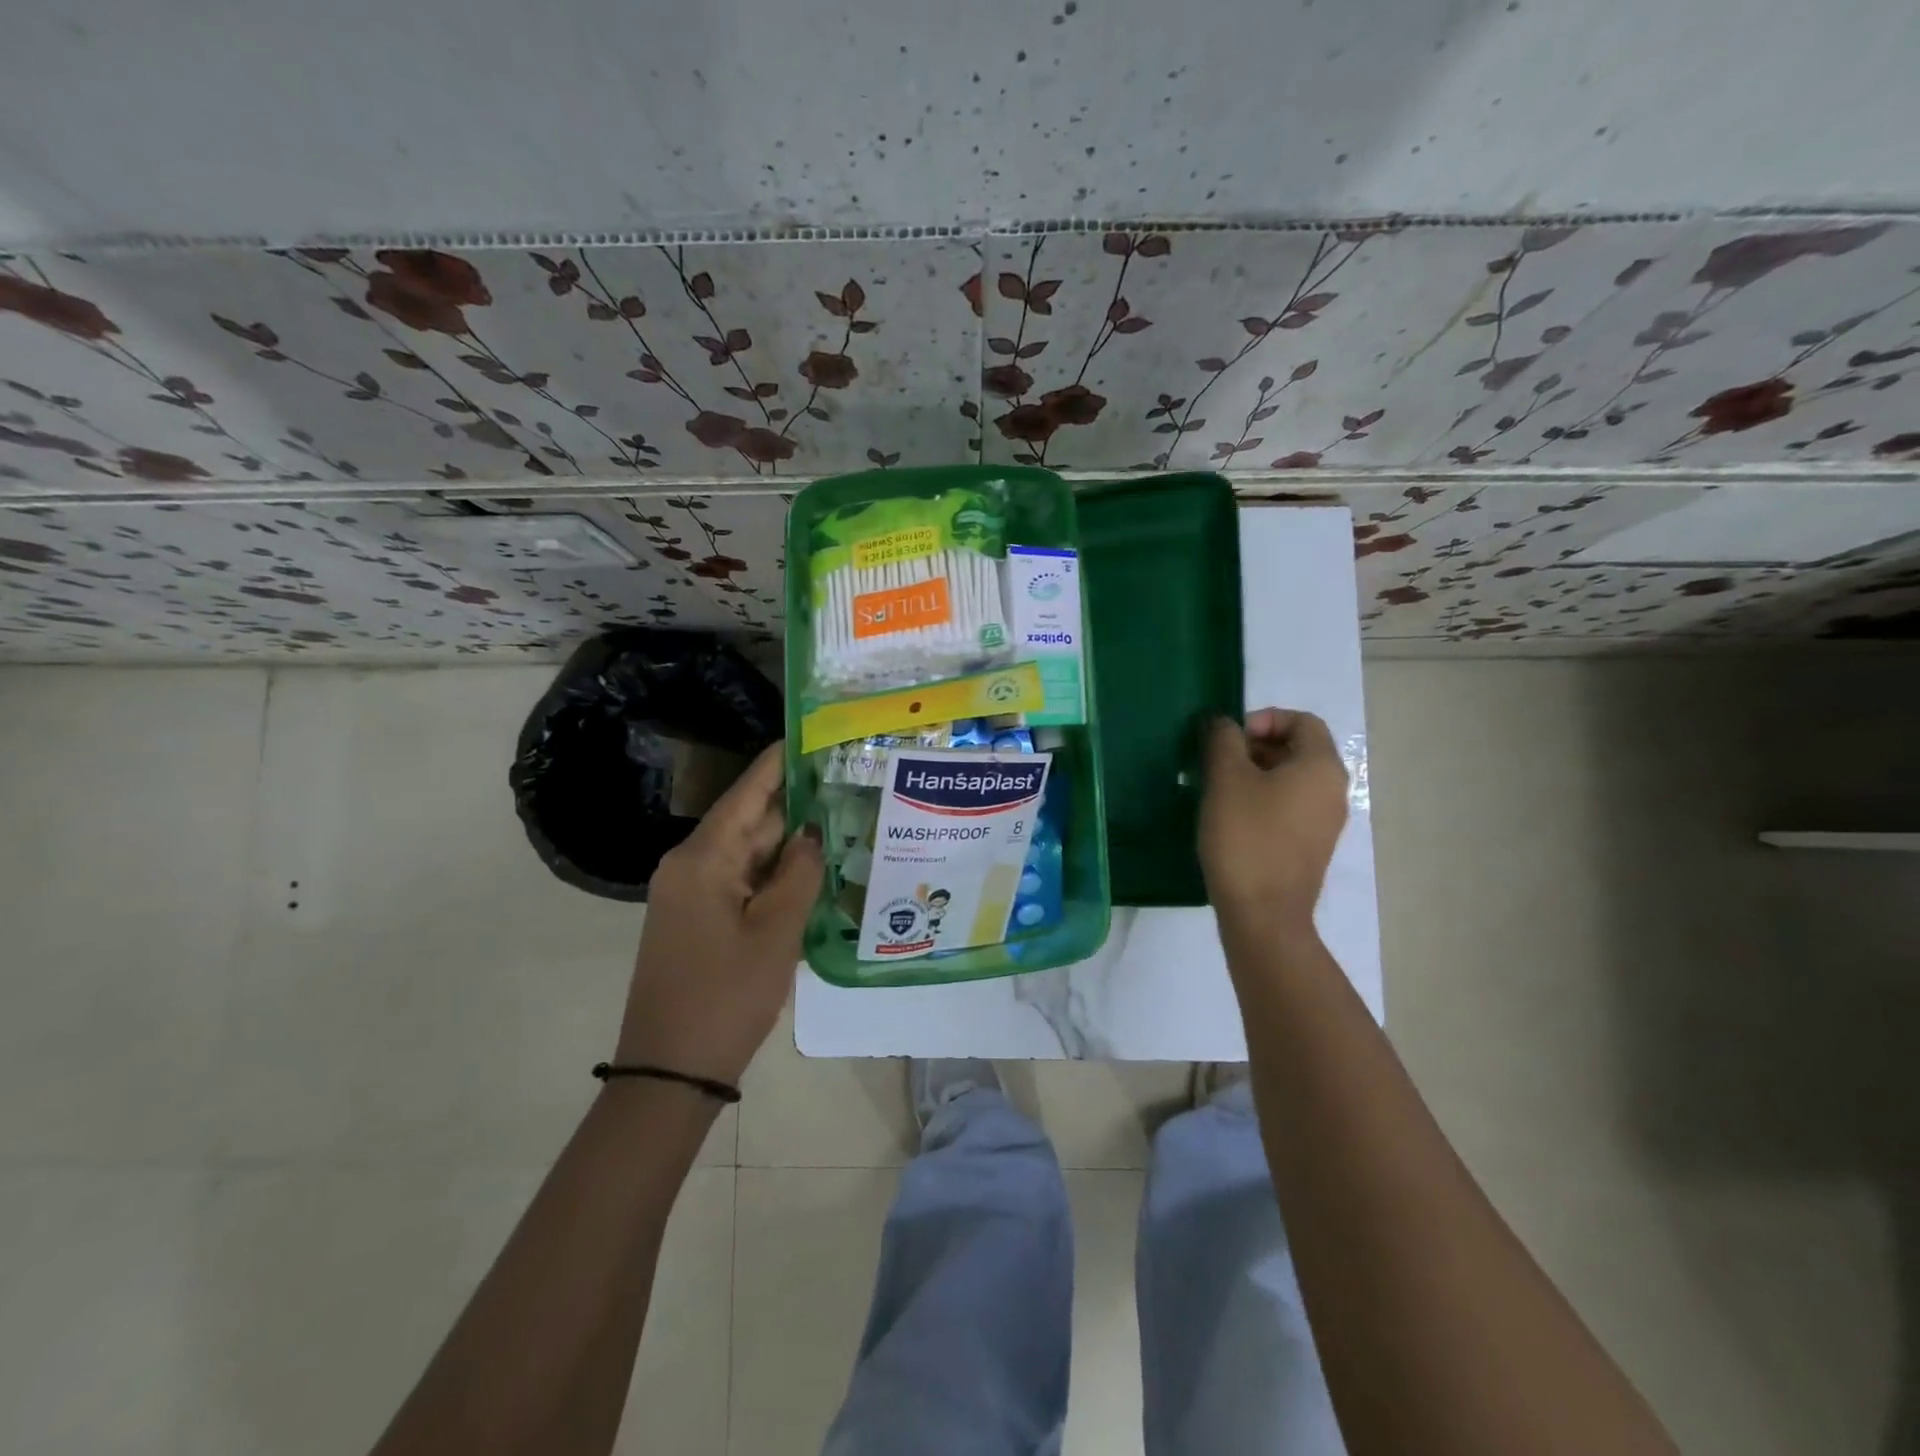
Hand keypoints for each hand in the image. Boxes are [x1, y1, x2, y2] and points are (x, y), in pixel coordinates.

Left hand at [612, 742, 822, 1085]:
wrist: (671, 1072)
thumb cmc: (726, 996)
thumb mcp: (776, 931)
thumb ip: (800, 871)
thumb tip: (812, 831)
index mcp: (703, 858)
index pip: (748, 791)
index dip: (782, 760)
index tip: (816, 733)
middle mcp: (691, 865)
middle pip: (751, 820)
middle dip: (799, 805)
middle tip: (851, 784)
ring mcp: (692, 894)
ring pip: (750, 853)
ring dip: (791, 844)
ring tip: (845, 822)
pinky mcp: (699, 919)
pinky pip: (742, 881)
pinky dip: (776, 875)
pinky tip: (815, 872)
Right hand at [1200, 708, 1349, 937]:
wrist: (1263, 915)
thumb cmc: (1246, 837)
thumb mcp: (1226, 779)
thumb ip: (1223, 740)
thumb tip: (1223, 723)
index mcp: (1321, 766)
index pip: (1302, 721)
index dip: (1263, 720)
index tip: (1229, 738)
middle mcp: (1332, 790)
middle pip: (1296, 749)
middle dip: (1253, 747)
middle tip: (1214, 762)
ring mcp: (1324, 822)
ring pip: (1289, 780)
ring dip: (1253, 774)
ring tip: (1215, 789)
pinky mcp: (1309, 846)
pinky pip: (1288, 807)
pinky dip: (1261, 800)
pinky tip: (1228, 817)